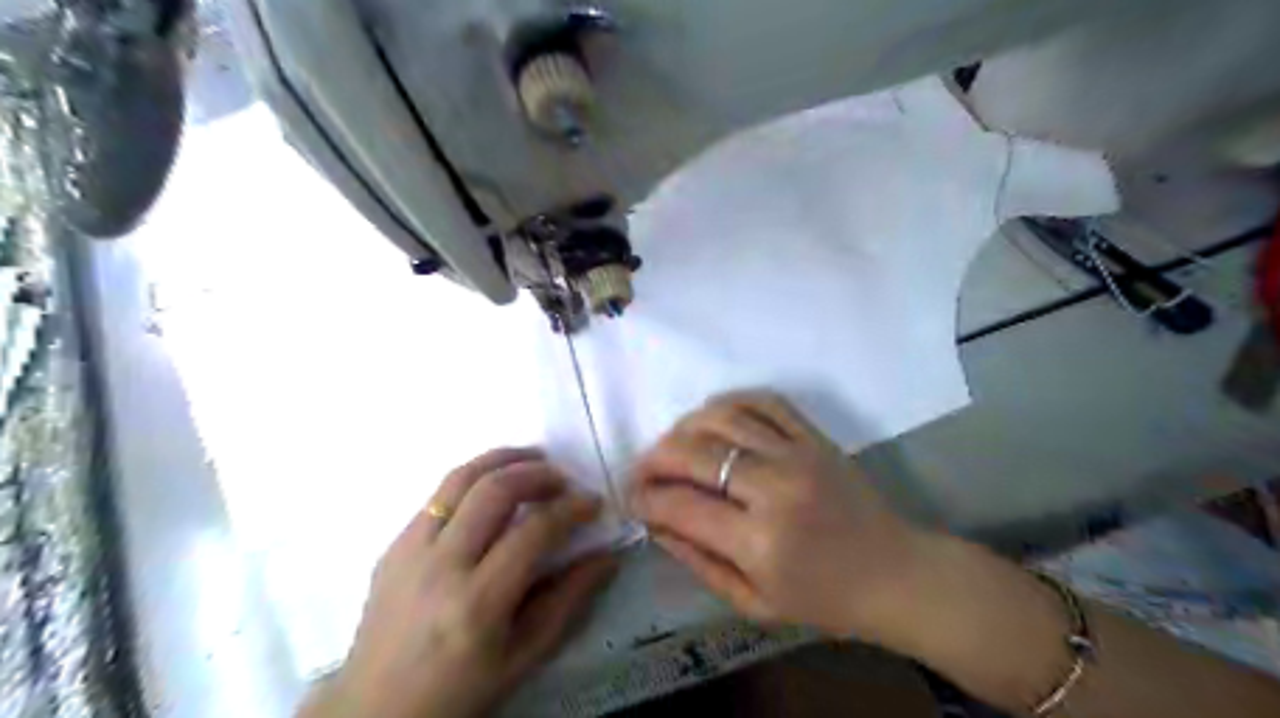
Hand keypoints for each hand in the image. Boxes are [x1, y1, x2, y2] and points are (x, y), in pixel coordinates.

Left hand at [302, 448, 613, 717]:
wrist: (374, 711)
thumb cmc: (459, 692)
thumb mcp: (524, 658)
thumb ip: (568, 601)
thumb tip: (607, 556)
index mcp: (478, 603)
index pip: (533, 531)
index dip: (571, 508)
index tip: (592, 502)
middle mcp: (440, 566)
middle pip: (494, 490)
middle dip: (538, 473)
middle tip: (563, 479)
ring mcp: (409, 551)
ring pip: (459, 478)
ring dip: (502, 459)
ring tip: (532, 460)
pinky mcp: (392, 546)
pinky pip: (437, 496)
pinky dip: (473, 481)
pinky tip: (491, 492)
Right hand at [632, 390, 936, 640]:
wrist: (896, 573)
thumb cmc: (824, 600)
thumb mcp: (753, 603)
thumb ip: (698, 561)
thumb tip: (655, 522)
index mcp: (760, 542)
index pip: (681, 505)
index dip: (645, 497)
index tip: (631, 497)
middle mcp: (775, 488)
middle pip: (694, 452)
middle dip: (654, 458)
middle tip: (643, 469)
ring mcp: (798, 454)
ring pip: (723, 417)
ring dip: (685, 426)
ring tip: (674, 444)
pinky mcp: (815, 436)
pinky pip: (763, 400)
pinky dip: (729, 402)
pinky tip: (713, 418)